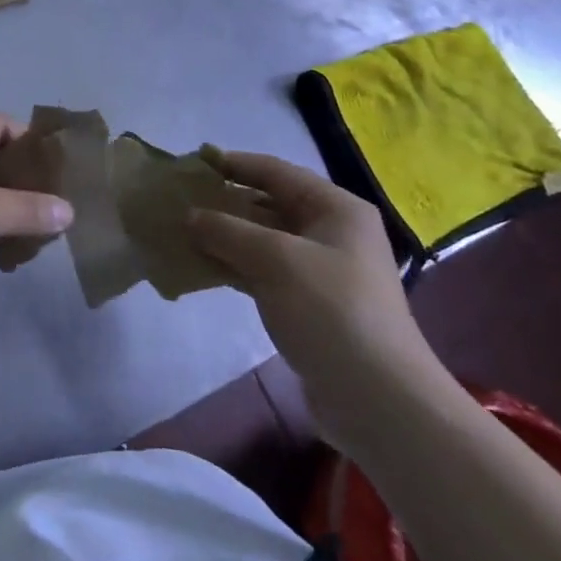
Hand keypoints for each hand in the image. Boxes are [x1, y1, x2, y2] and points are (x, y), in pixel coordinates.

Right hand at [187, 152, 445, 453]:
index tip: (194, 162)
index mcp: (336, 209)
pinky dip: (236, 266)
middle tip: (181, 201)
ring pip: (265, 241)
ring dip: (226, 237)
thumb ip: (227, 230)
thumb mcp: (274, 259)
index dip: (235, 164)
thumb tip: (190, 216)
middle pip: (270, 204)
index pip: (277, 172)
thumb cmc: (330, 310)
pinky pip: (265, 272)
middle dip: (226, 202)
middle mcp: (332, 232)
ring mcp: (322, 271)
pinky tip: (203, 269)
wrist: (378, 398)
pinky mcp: (310, 304)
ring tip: (183, 232)